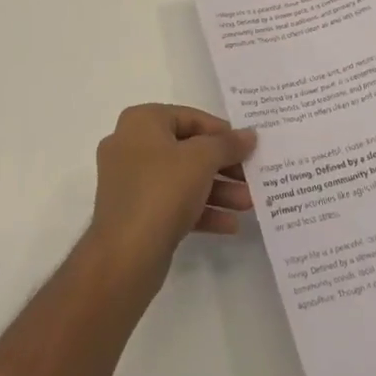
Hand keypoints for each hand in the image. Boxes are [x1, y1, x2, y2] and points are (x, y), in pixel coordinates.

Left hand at [85, 104, 256, 279]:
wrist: (124, 257)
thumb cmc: (162, 191)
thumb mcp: (202, 159)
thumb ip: (228, 144)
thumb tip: (249, 135)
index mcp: (141, 121)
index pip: (189, 117)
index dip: (221, 132)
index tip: (246, 147)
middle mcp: (131, 145)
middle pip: (187, 149)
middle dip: (223, 166)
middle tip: (251, 177)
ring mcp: (131, 182)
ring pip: (182, 179)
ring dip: (217, 190)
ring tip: (249, 203)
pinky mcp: (135, 214)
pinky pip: (173, 204)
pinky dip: (200, 210)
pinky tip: (230, 224)